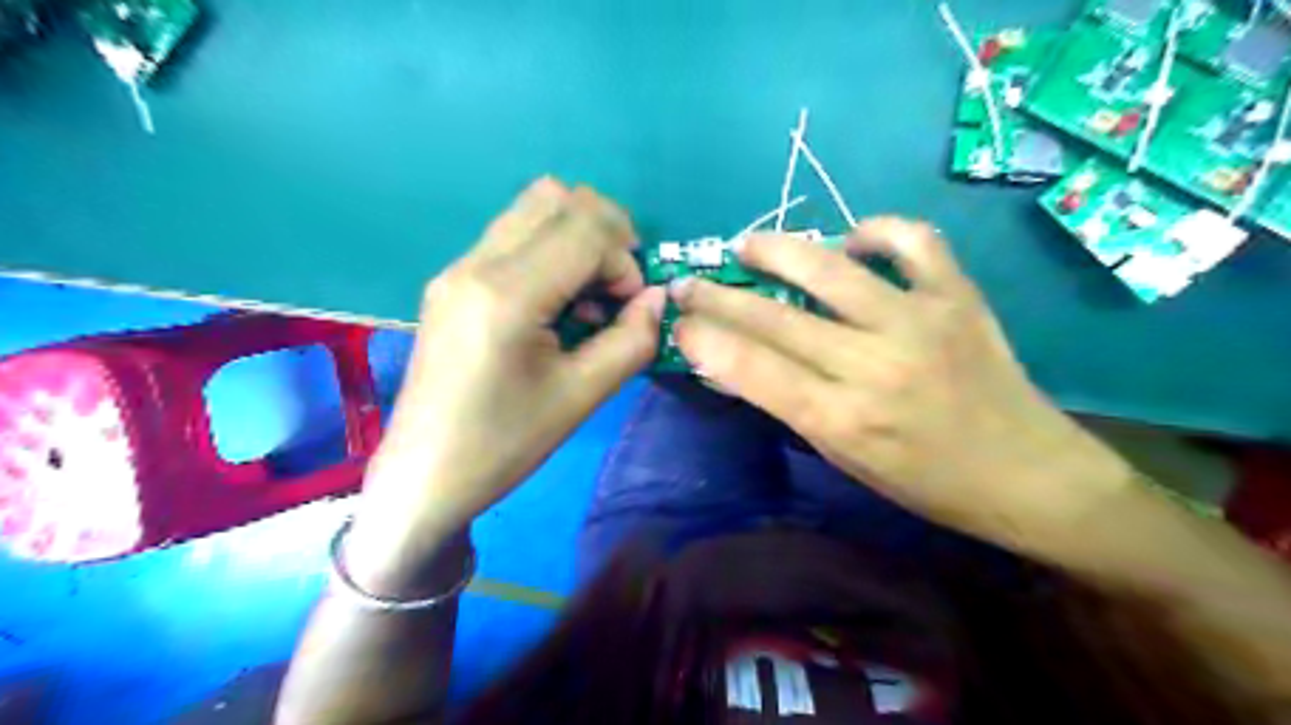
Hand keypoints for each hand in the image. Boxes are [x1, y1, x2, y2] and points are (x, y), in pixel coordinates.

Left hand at [345, 180, 658, 585]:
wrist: (425, 474)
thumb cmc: (504, 444)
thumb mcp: (581, 397)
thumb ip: (631, 340)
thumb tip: (657, 298)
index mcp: (507, 293)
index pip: (585, 227)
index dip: (624, 258)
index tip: (629, 306)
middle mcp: (476, 263)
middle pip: (556, 197)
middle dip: (604, 233)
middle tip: (615, 289)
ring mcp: (457, 267)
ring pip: (531, 208)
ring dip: (575, 238)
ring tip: (586, 297)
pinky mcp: (451, 281)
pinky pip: (512, 236)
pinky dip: (549, 251)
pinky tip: (554, 304)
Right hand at [670, 219, 1131, 545]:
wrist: (1027, 472)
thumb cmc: (925, 481)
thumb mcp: (844, 458)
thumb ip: (788, 405)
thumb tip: (734, 363)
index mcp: (843, 420)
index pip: (753, 369)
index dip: (705, 339)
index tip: (677, 322)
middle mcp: (874, 365)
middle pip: (776, 318)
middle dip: (718, 296)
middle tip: (688, 282)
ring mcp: (919, 322)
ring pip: (830, 268)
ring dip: (776, 250)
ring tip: (746, 245)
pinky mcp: (957, 295)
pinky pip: (911, 240)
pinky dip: (874, 231)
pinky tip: (851, 242)